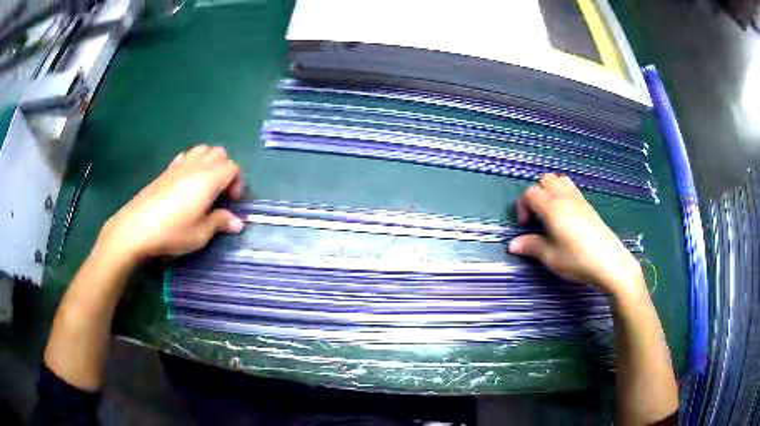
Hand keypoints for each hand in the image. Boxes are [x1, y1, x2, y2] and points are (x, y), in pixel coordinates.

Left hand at [97, 145, 244, 263]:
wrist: (135, 228)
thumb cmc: (171, 232)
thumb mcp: (200, 234)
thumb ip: (220, 223)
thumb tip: (237, 222)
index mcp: (208, 180)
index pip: (233, 168)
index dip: (237, 183)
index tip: (230, 203)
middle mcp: (196, 166)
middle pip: (219, 153)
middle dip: (225, 169)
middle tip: (219, 193)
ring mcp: (179, 165)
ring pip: (202, 149)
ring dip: (209, 162)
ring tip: (204, 186)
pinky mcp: (166, 170)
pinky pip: (185, 155)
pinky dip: (192, 163)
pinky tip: (185, 183)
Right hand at [509, 173, 644, 297]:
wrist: (609, 262)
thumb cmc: (577, 259)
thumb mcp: (550, 257)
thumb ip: (531, 246)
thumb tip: (512, 245)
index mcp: (552, 207)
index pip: (530, 193)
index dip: (523, 207)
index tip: (526, 226)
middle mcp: (564, 197)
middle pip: (545, 180)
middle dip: (536, 194)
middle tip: (537, 217)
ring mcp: (579, 199)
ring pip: (560, 180)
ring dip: (551, 191)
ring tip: (551, 213)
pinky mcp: (589, 206)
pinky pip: (571, 189)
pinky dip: (563, 195)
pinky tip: (566, 217)